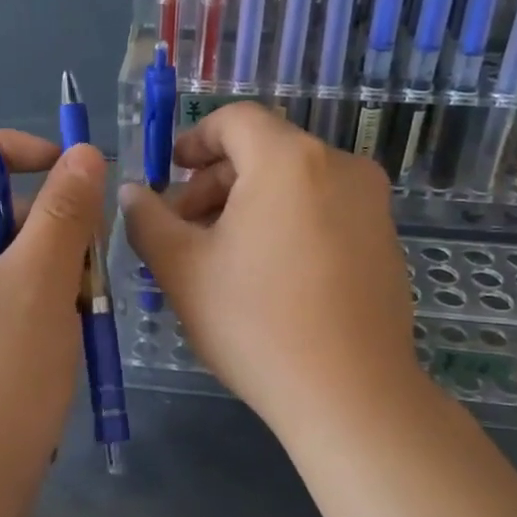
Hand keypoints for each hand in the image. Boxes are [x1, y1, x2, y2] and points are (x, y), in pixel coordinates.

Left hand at [0, 130, 104, 490]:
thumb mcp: (39, 284)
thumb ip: (64, 212)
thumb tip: (83, 154)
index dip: (16, 150)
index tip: (71, 172)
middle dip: (48, 226)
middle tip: (87, 264)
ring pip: (8, 258)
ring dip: (52, 271)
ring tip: (78, 313)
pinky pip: (6, 298)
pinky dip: (41, 305)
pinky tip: (65, 337)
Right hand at [119, 104, 422, 438]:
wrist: (351, 396)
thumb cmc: (255, 322)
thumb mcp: (182, 268)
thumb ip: (147, 219)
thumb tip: (131, 192)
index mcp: (289, 160)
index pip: (235, 120)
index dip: (194, 139)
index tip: (169, 174)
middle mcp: (339, 166)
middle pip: (264, 151)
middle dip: (214, 182)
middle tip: (181, 228)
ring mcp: (371, 204)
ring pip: (294, 182)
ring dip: (247, 204)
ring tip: (217, 255)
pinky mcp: (385, 240)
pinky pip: (323, 209)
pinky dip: (285, 221)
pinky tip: (265, 273)